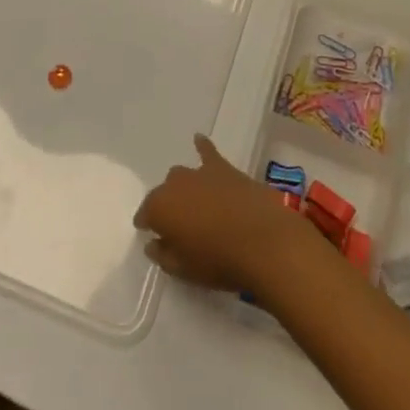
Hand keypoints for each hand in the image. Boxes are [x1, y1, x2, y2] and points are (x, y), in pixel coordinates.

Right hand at [134, 134, 320, 295]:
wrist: (264, 241)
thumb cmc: (219, 261)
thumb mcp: (184, 270)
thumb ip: (163, 255)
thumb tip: (153, 243)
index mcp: (160, 208)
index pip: (146, 213)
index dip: (147, 224)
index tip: (150, 234)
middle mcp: (175, 183)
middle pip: (165, 192)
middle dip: (168, 206)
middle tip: (179, 226)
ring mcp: (200, 172)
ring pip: (183, 176)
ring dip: (184, 188)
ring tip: (194, 204)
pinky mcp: (225, 168)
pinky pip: (208, 152)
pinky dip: (203, 147)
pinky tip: (199, 139)